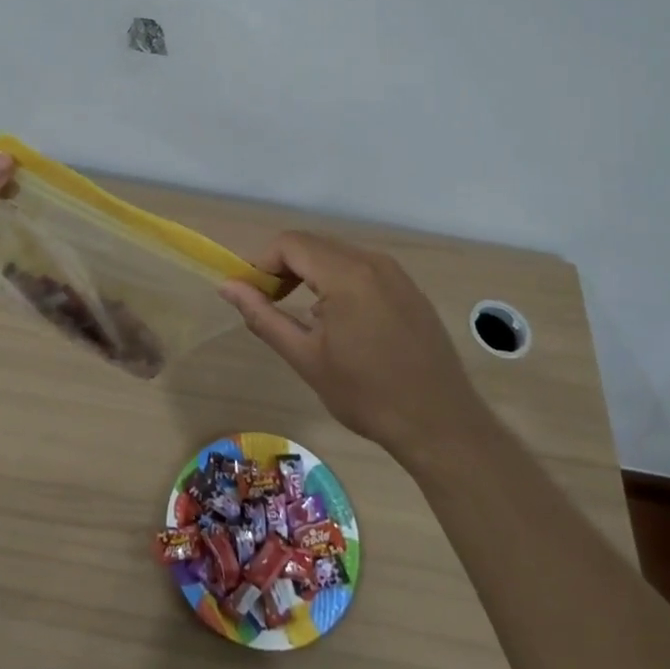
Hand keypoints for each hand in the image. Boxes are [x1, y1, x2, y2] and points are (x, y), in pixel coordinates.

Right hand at [220, 232, 480, 462]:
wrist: (441, 424)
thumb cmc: (367, 395)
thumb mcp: (306, 358)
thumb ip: (263, 316)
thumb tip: (228, 287)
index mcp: (346, 275)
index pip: (290, 243)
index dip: (262, 263)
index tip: (251, 294)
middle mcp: (372, 261)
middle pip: (313, 244)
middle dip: (283, 267)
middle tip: (269, 304)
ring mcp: (395, 272)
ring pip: (337, 254)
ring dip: (309, 273)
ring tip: (300, 314)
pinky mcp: (408, 287)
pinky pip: (361, 268)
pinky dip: (337, 280)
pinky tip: (337, 319)